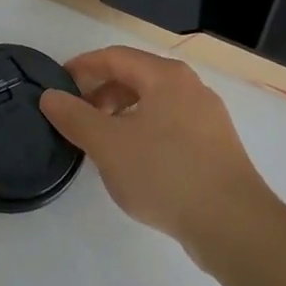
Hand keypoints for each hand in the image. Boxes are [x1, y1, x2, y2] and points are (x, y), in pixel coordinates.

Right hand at [40, 46, 284, 259]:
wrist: (235, 227)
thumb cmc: (166, 174)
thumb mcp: (108, 145)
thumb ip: (74, 117)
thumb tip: (50, 95)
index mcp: (166, 76)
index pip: (114, 57)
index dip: (82, 66)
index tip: (58, 84)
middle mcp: (191, 87)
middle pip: (136, 77)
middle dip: (102, 93)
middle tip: (78, 117)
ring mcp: (209, 118)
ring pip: (154, 104)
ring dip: (122, 115)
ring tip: (103, 143)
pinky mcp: (217, 148)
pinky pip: (171, 126)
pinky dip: (145, 132)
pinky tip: (135, 163)